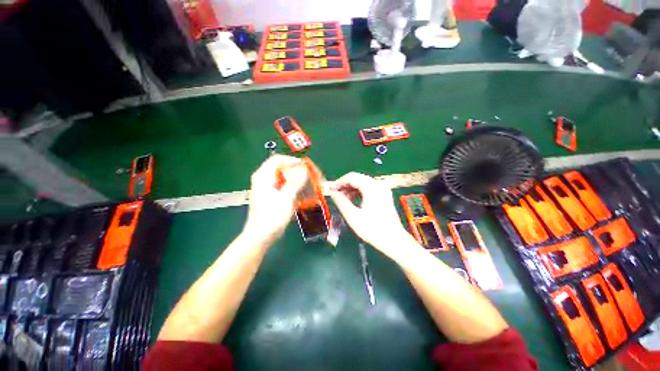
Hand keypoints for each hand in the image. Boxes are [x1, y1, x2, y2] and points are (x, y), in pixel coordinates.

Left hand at [243, 155, 307, 245]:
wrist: (261, 236)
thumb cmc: (272, 217)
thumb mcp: (286, 198)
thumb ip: (295, 182)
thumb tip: (304, 168)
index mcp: (264, 176)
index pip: (278, 159)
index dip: (293, 161)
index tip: (306, 168)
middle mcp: (265, 179)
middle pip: (283, 168)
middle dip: (298, 172)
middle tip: (310, 178)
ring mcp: (268, 187)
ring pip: (286, 177)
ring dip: (298, 181)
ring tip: (310, 187)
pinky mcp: (273, 195)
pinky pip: (285, 186)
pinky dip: (295, 188)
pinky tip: (303, 195)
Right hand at [329, 172, 411, 257]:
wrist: (394, 240)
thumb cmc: (373, 229)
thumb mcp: (353, 216)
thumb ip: (341, 202)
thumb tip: (333, 193)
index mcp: (371, 187)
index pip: (351, 177)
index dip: (339, 182)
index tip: (330, 190)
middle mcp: (378, 184)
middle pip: (357, 179)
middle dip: (345, 186)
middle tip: (335, 195)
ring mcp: (383, 189)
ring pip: (362, 183)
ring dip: (351, 190)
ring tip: (343, 200)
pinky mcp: (384, 195)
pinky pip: (368, 189)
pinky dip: (359, 193)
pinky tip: (353, 201)